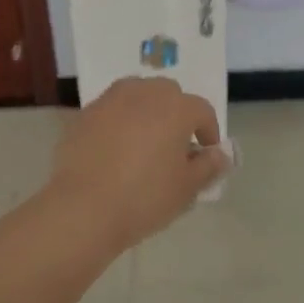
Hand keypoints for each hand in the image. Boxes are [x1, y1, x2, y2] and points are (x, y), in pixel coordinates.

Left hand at [48, 78, 229, 249]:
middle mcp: (144, 93)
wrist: (83, 209)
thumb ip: (208, 167)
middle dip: (177, 114)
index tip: (206, 156)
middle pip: (168, 94)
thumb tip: (220, 155)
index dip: (209, 132)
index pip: (202, 110)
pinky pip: (110, 111)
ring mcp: (110, 101)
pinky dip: (118, 122)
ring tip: (144, 143)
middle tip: (174, 146)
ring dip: (146, 112)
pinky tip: (115, 151)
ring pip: (137, 95)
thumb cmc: (144, 198)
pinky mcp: (84, 115)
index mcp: (175, 107)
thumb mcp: (187, 188)